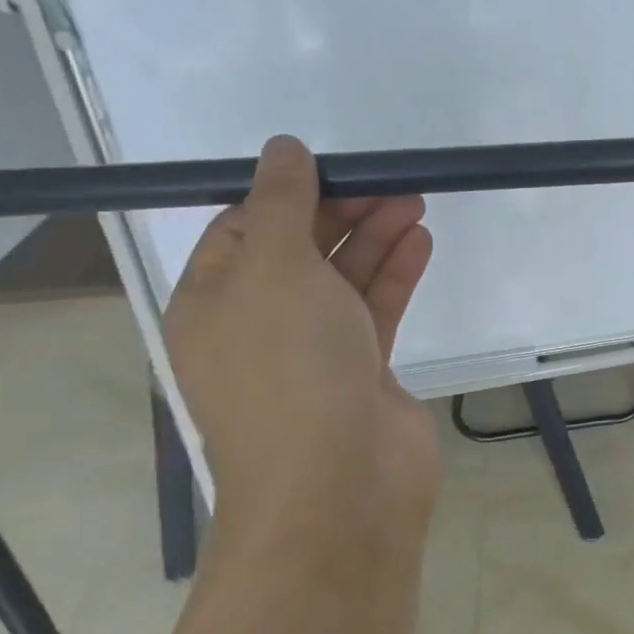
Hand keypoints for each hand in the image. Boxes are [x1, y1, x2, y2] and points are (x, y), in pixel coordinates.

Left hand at [163, 136, 438, 547]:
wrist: (339, 485)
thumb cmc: (289, 367)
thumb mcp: (272, 267)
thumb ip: (280, 203)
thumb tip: (283, 148)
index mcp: (213, 303)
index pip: (242, 230)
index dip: (286, 194)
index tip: (333, 167)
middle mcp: (258, 326)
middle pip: (300, 251)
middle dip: (343, 212)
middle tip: (390, 182)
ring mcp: (313, 353)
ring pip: (343, 280)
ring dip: (375, 238)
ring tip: (414, 201)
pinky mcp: (362, 373)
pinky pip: (375, 312)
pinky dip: (395, 275)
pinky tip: (420, 242)